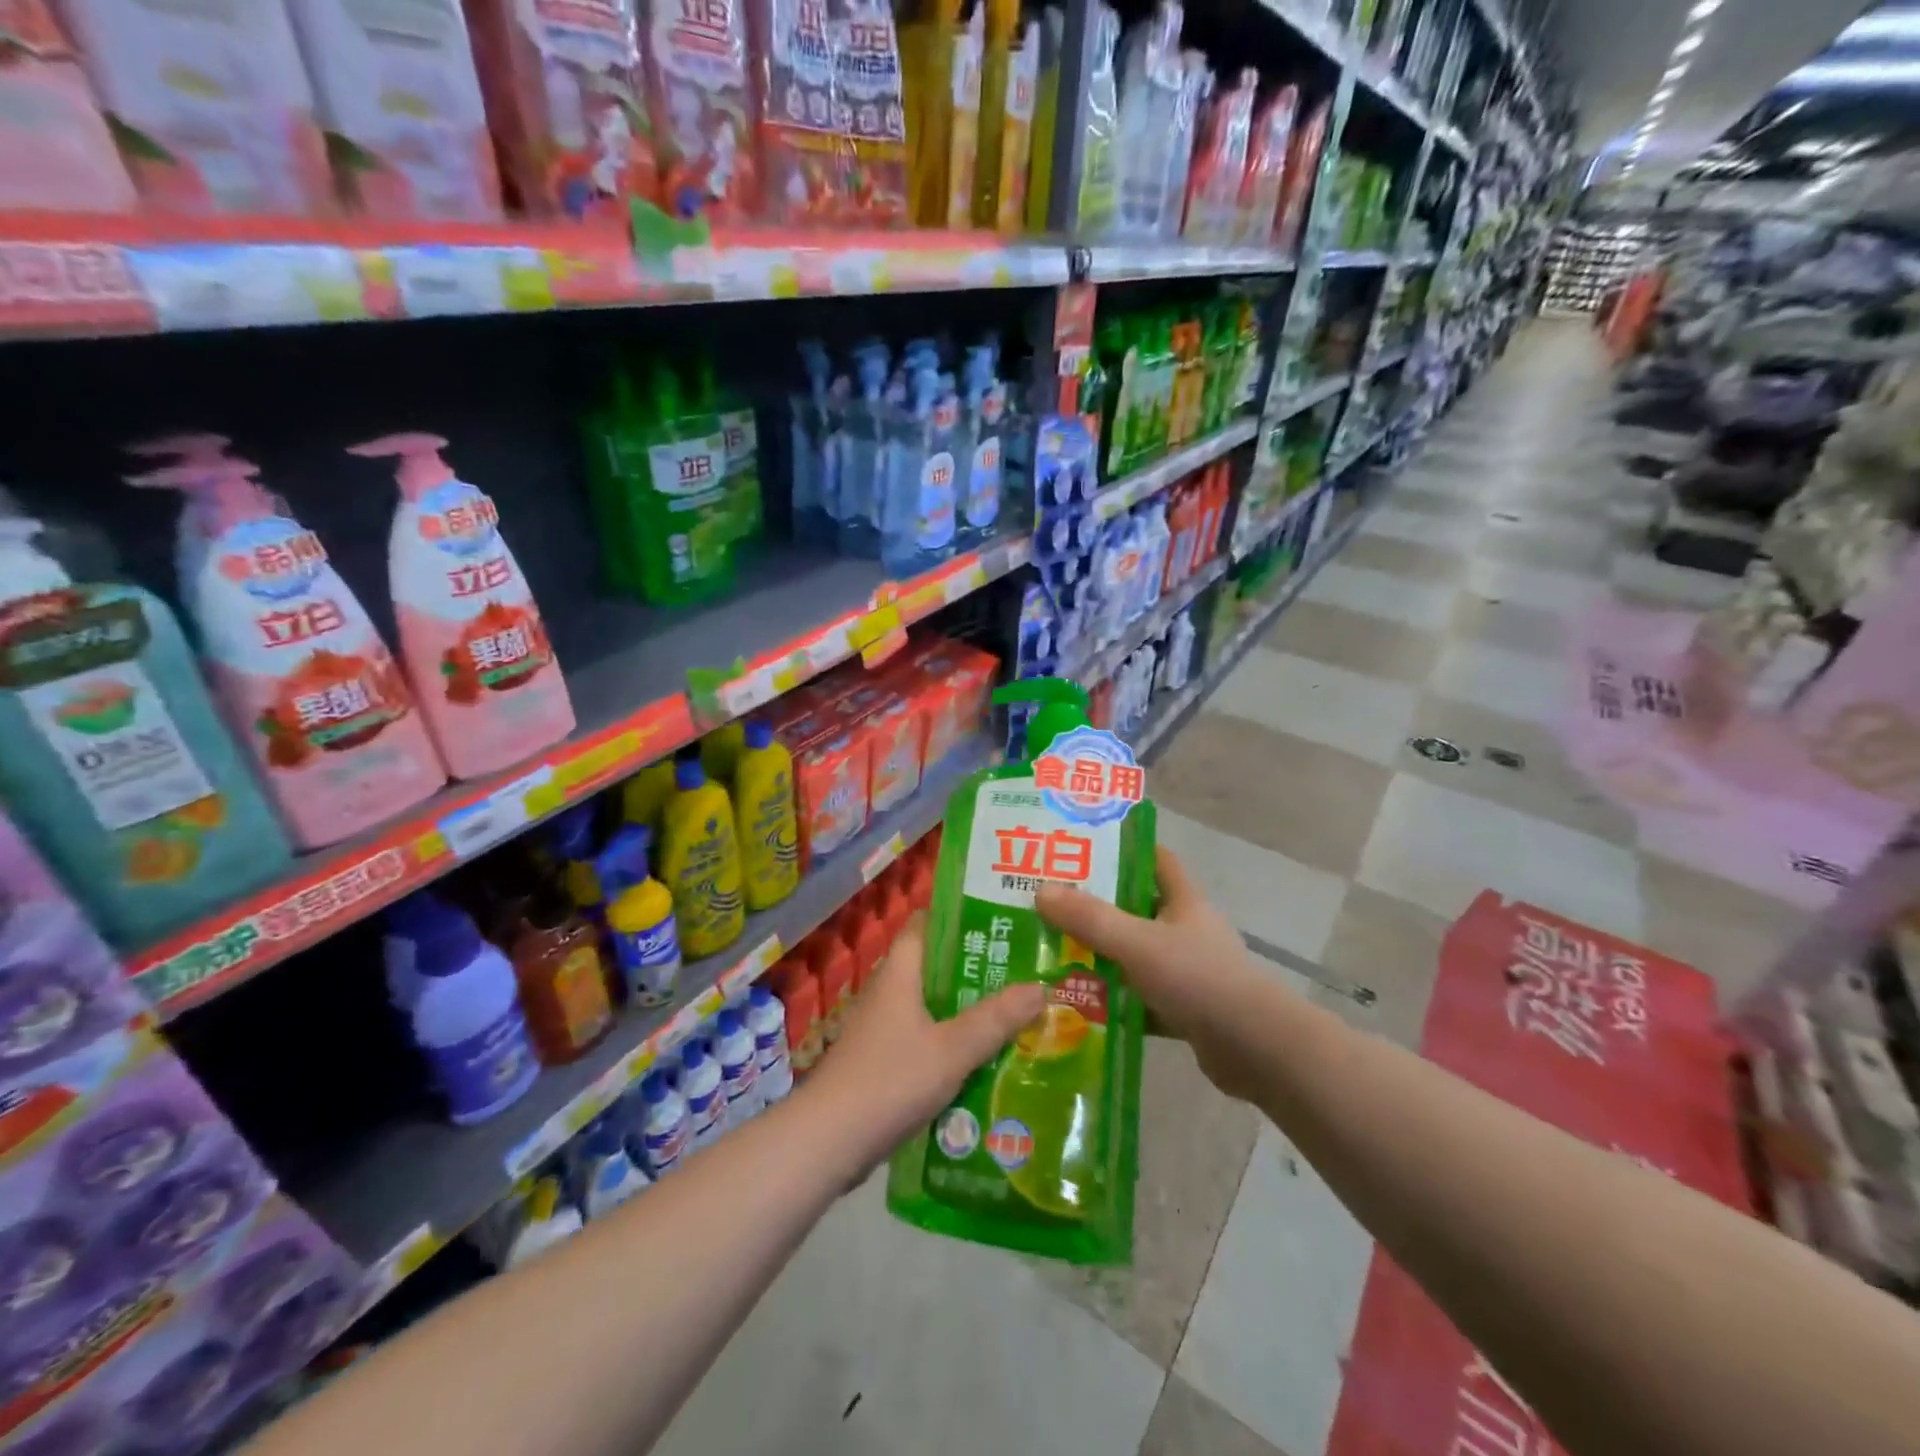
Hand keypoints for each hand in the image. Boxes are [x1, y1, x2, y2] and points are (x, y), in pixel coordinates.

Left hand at [801, 912, 1043, 1181]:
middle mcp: (888, 992)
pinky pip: (923, 1040)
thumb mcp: (952, 1049)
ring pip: (931, 1007)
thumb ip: (995, 1020)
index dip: (959, 917)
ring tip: (1013, 1013)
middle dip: (975, 969)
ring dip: (965, 1010)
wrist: (828, 1141)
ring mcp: (881, 1028)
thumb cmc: (889, 1080)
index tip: (999, 920)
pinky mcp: (880, 1062)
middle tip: (1021, 971)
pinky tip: (981, 1060)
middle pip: (934, 968)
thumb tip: (1041, 986)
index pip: (926, 925)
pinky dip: (950, 1043)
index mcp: (899, 973)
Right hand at [1036, 846, 1275, 1100]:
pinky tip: (1080, 1006)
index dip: (1122, 848)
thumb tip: (1041, 891)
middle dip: (1096, 906)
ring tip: (1053, 954)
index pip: (1154, 858)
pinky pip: (1141, 997)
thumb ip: (1090, 919)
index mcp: (1183, 901)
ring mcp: (1188, 970)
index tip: (1080, 848)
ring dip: (1101, 956)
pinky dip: (1115, 1001)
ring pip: (1135, 954)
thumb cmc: (1198, 979)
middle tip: (1050, 905)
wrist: (1255, 1049)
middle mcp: (1186, 929)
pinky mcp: (1186, 1008)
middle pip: (1136, 907)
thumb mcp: (1137, 943)